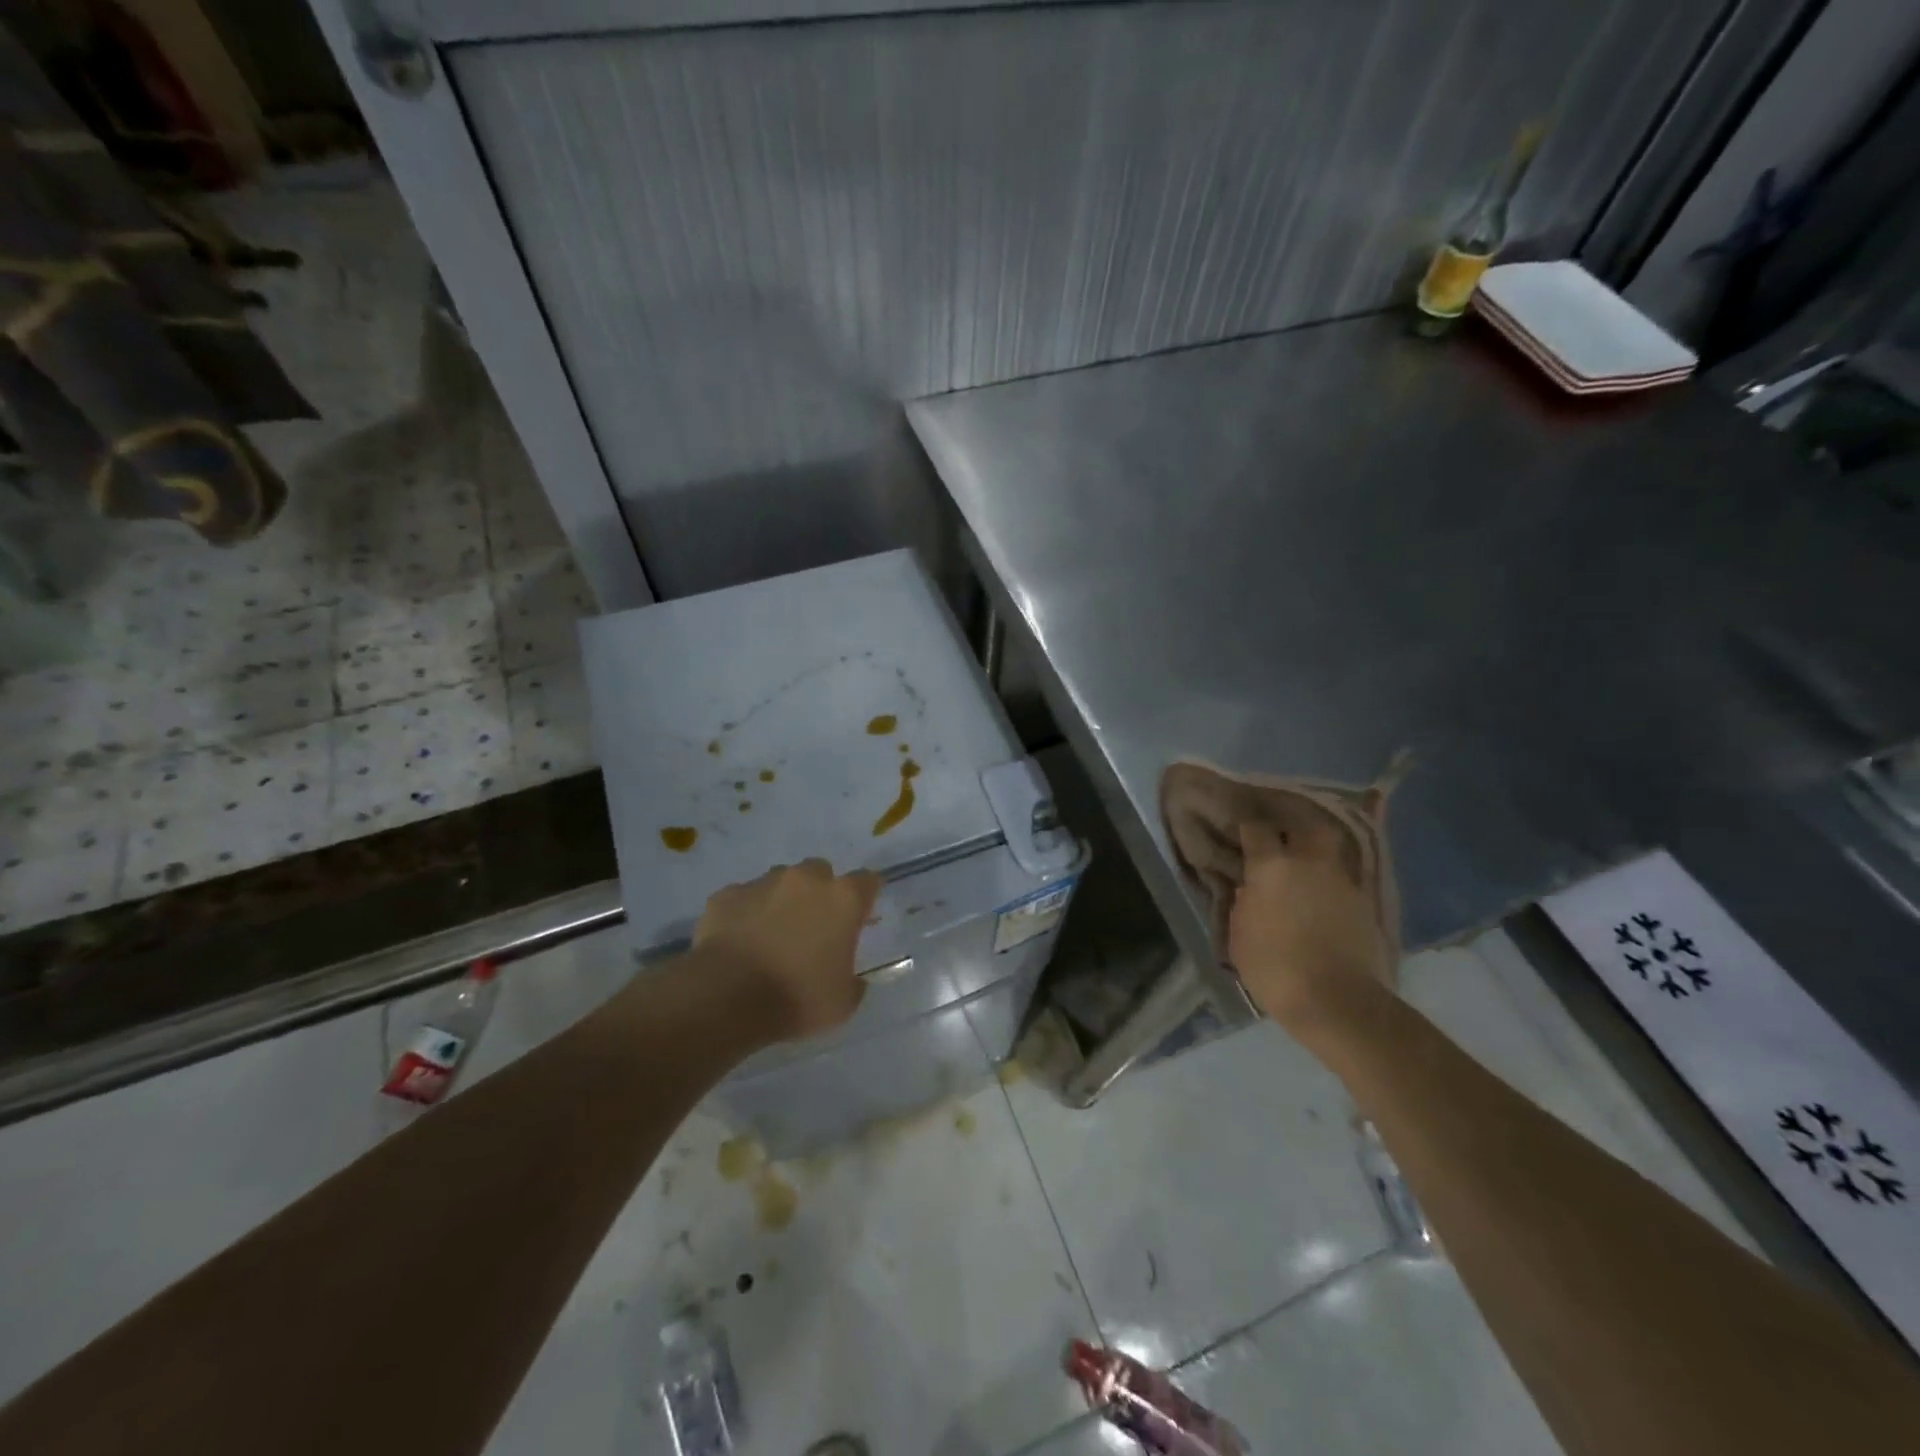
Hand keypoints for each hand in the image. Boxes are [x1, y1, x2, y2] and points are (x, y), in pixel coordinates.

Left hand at [695, 859, 881, 1040]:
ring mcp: (763, 883)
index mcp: (843, 899)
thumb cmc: (797, 998)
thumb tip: (851, 978)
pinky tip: (740, 941)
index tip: (859, 919)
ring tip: (772, 935)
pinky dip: (746, 913)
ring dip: (782, 900)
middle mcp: (806, 880)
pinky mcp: (727, 894)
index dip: (864, 899)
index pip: (867, 881)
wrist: (727, 997)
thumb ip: (853, 981)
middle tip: (813, 928)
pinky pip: (743, 898)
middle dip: (820, 893)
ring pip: (780, 881)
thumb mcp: (843, 1003)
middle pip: (821, 872)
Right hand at [1228, 818, 1390, 1026]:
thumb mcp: (1240, 936)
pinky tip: (1325, 901)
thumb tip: (1250, 890)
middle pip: (1305, 826)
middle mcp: (1308, 862)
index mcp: (1271, 866)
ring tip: (1306, 873)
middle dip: (1293, 829)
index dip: (1248, 829)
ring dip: (1316, 857)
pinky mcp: (1365, 903)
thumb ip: (1243, 904)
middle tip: (1282, 842)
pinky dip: (1332, 886)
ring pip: (1329, 853)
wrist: (1336, 1001)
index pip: (1256, 828)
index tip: (1242, 836)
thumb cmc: (1274, 968)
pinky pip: (1344, 882)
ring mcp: (1341, 881)